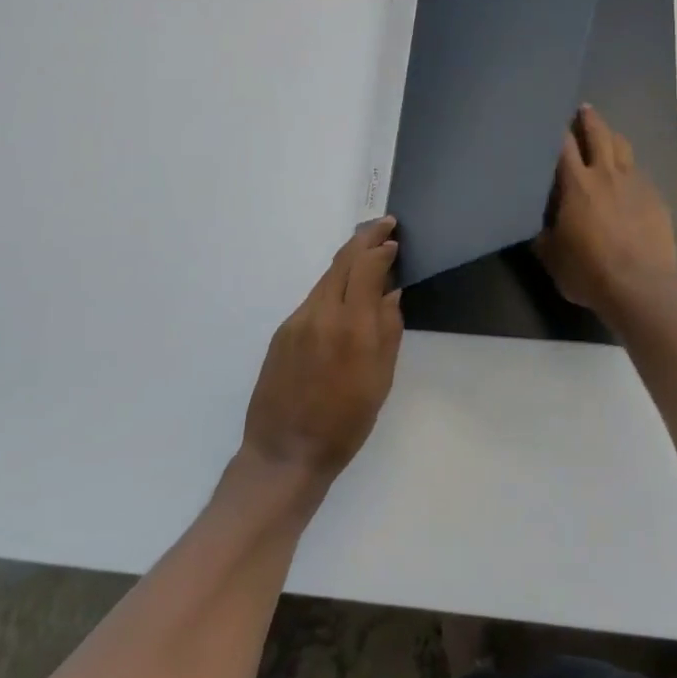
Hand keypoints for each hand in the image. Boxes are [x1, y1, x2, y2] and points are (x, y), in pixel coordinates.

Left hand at [241, 218, 404, 488]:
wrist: (285, 452)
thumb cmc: (345, 423)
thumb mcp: (380, 380)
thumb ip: (388, 330)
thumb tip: (391, 294)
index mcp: (351, 326)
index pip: (366, 268)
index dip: (380, 249)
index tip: (394, 240)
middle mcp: (321, 314)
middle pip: (342, 262)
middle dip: (363, 239)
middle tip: (383, 225)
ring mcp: (297, 322)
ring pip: (326, 279)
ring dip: (347, 262)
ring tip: (367, 254)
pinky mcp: (282, 333)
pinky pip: (313, 299)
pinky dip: (332, 287)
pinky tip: (343, 295)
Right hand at [535, 104, 676, 319]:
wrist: (641, 288)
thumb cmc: (589, 272)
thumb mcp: (551, 257)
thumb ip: (542, 232)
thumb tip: (536, 222)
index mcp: (576, 184)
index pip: (562, 145)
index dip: (555, 128)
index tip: (549, 118)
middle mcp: (605, 174)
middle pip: (598, 133)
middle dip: (589, 119)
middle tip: (583, 109)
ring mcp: (635, 183)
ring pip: (623, 147)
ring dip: (612, 137)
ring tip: (606, 136)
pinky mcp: (655, 197)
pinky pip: (639, 172)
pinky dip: (628, 167)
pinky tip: (626, 177)